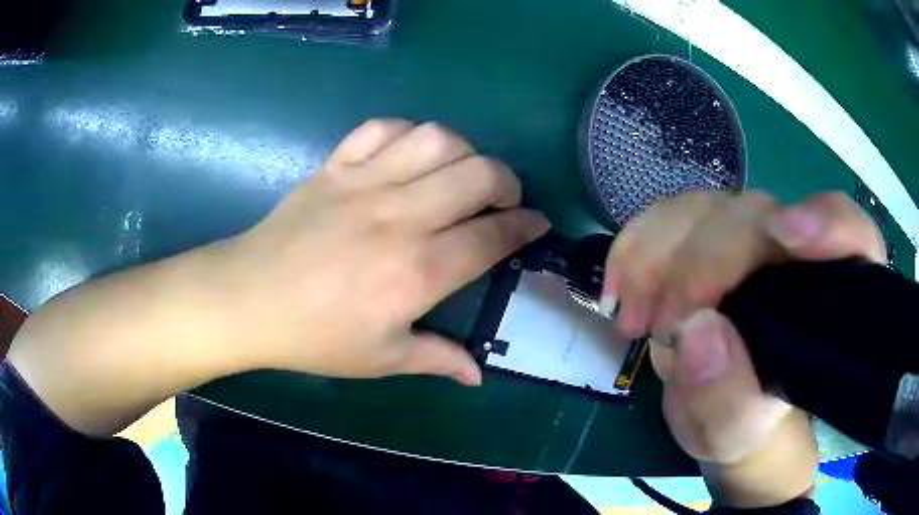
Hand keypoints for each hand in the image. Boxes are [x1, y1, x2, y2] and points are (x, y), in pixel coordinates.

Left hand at [225, 119, 548, 384]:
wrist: (249, 300)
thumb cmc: (315, 336)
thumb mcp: (381, 359)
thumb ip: (437, 359)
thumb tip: (477, 374)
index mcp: (418, 271)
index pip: (493, 235)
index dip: (525, 226)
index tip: (537, 224)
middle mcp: (400, 217)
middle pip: (478, 174)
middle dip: (507, 182)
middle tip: (504, 199)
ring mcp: (363, 183)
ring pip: (436, 139)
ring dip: (464, 151)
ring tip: (460, 173)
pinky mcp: (334, 167)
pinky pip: (380, 129)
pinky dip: (406, 133)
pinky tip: (408, 156)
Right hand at [604, 191, 884, 506]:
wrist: (722, 408)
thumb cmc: (745, 423)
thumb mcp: (737, 431)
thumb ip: (728, 399)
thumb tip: (698, 331)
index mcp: (829, 294)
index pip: (849, 233)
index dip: (826, 222)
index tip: (787, 235)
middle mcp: (794, 251)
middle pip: (756, 217)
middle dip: (703, 263)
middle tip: (662, 327)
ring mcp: (747, 236)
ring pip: (705, 208)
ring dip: (657, 255)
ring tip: (633, 321)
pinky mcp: (705, 236)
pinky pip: (667, 217)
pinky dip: (634, 246)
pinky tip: (618, 289)